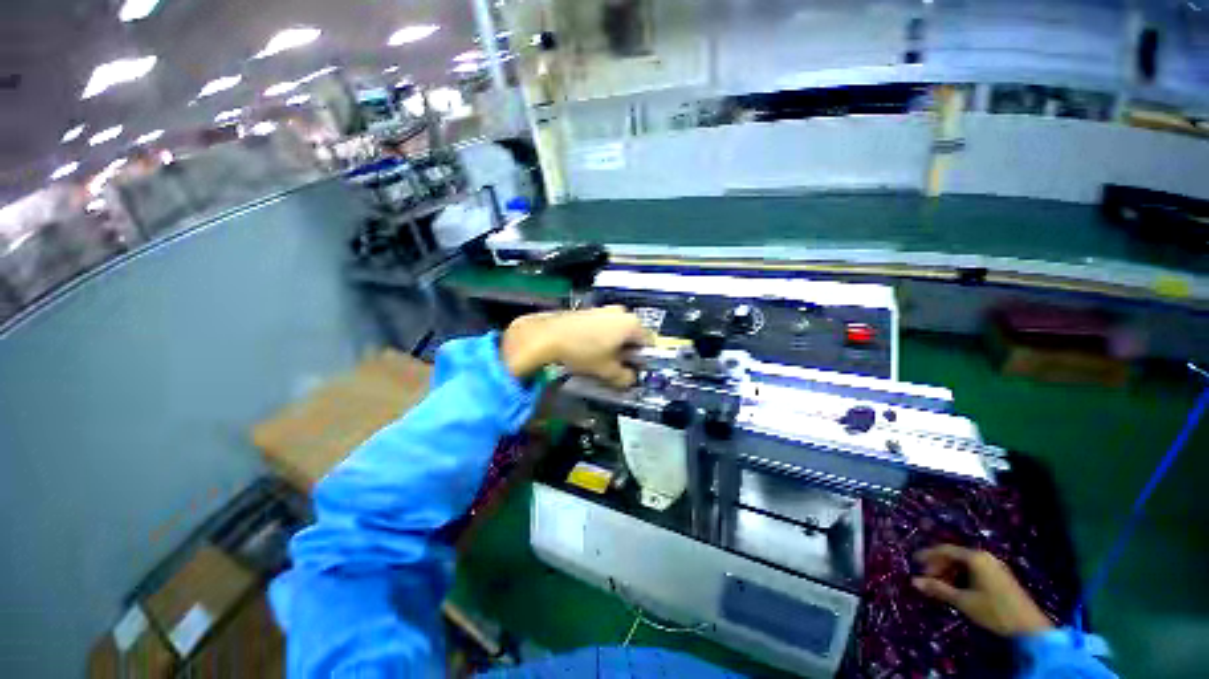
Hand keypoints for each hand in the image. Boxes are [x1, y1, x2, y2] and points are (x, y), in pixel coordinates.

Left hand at [502, 306, 652, 387]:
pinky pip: (604, 325)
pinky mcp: (590, 309)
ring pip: (617, 330)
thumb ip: (624, 377)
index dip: (644, 359)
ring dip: (614, 344)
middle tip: (617, 366)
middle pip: (633, 335)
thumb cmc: (583, 352)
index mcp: (631, 324)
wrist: (548, 335)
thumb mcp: (607, 370)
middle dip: (628, 351)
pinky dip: (602, 337)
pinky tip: (588, 348)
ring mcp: (604, 308)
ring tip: (601, 358)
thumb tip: (630, 379)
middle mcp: (621, 312)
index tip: (634, 370)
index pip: (649, 342)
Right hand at [912, 544, 1053, 636]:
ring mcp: (995, 566)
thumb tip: (914, 581)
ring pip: (965, 564)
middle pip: (956, 556)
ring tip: (941, 585)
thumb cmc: (994, 610)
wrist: (1029, 626)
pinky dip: (962, 576)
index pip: (945, 550)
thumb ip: (939, 589)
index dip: (928, 555)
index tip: (915, 562)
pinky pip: (975, 570)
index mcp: (975, 557)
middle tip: (927, 578)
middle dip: (940, 565)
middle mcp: (985, 557)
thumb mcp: (964, 601)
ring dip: (951, 572)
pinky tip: (958, 588)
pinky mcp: (1001, 577)